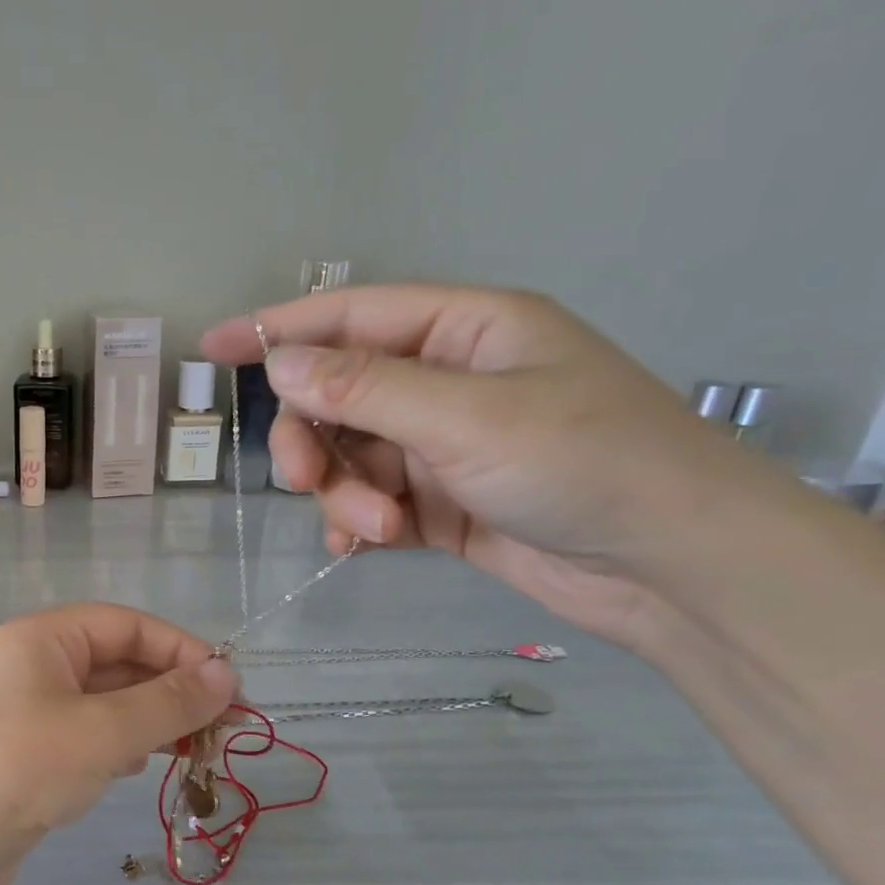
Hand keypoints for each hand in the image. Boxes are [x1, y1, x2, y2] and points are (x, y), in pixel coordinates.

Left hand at [0, 605, 237, 884]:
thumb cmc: (20, 771)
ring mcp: (28, 712)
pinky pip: (88, 735)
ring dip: (153, 720)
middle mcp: (34, 665)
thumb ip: (169, 702)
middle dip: (173, 690)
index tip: (230, 687)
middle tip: (226, 728)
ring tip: (197, 750)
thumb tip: (228, 674)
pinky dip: (122, 744)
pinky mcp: (28, 755)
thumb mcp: (103, 731)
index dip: (182, 650)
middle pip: (118, 662)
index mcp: (43, 638)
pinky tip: (144, 765)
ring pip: (106, 702)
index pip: (127, 625)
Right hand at [200, 285, 771, 644]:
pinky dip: (355, 521)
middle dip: (312, 440)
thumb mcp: (467, 418)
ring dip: (343, 493)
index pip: (350, 316)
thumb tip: (279, 363)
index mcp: (463, 331)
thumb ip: (366, 389)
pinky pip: (369, 500)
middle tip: (304, 481)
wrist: (671, 567)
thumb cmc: (585, 464)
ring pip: (348, 457)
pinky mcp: (440, 502)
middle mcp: (446, 381)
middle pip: (337, 396)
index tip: (212, 347)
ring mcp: (441, 445)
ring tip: (373, 527)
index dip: (278, 327)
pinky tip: (360, 544)